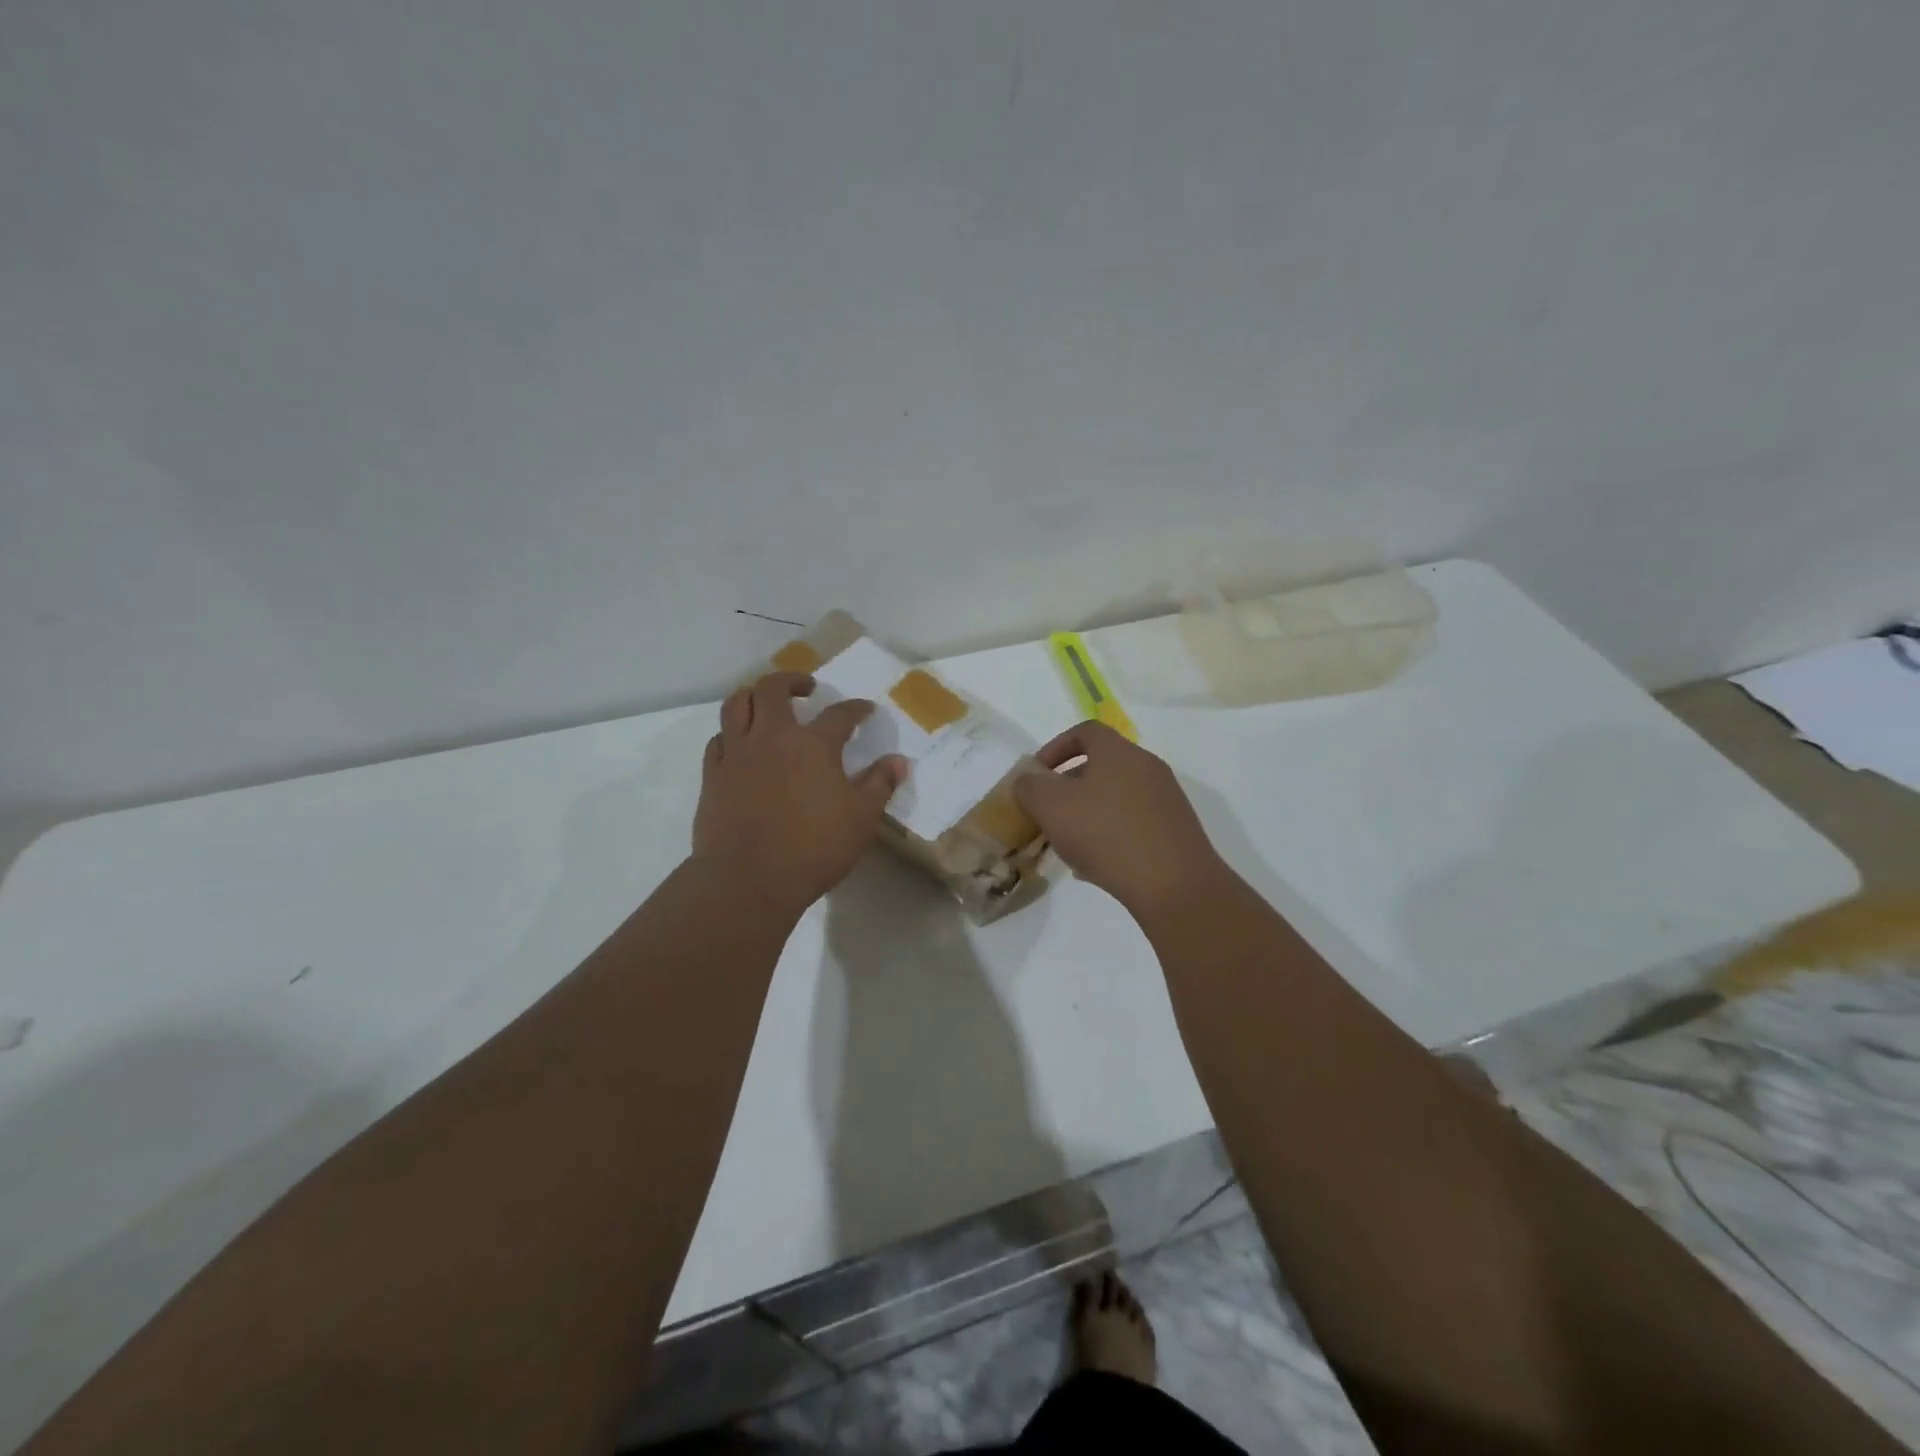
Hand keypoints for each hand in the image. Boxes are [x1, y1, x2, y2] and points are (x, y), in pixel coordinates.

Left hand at [692, 672, 907, 915]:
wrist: (748, 879)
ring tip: (766, 703)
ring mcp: (737, 754)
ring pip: (737, 704)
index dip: (856, 709)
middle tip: (807, 688)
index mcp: (813, 745)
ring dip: (753, 695)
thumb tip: (898, 761)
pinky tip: (740, 743)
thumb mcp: (861, 819)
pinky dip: (731, 732)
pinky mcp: (713, 775)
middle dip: (793, 680)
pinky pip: (718, 739)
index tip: (865, 710)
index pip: (840, 714)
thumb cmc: (814, 848)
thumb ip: (879, 785)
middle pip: (774, 689)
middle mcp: (772, 737)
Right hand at [1013, 721, 1227, 915]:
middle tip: (1048, 812)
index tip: (1037, 775)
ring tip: (1068, 843)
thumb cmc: (1106, 835)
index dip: (1055, 747)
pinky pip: (1133, 822)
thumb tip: (1027, 779)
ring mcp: (1166, 800)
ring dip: (1088, 812)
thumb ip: (1030, 787)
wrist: (1174, 885)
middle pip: (1101, 765)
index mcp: (1119, 752)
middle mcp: (1147, 767)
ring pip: (1116, 796)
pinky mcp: (1175, 830)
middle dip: (1068, 786)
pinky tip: (1097, 865)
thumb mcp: (1052, 807)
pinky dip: (1110, 833)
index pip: (1085, 731)